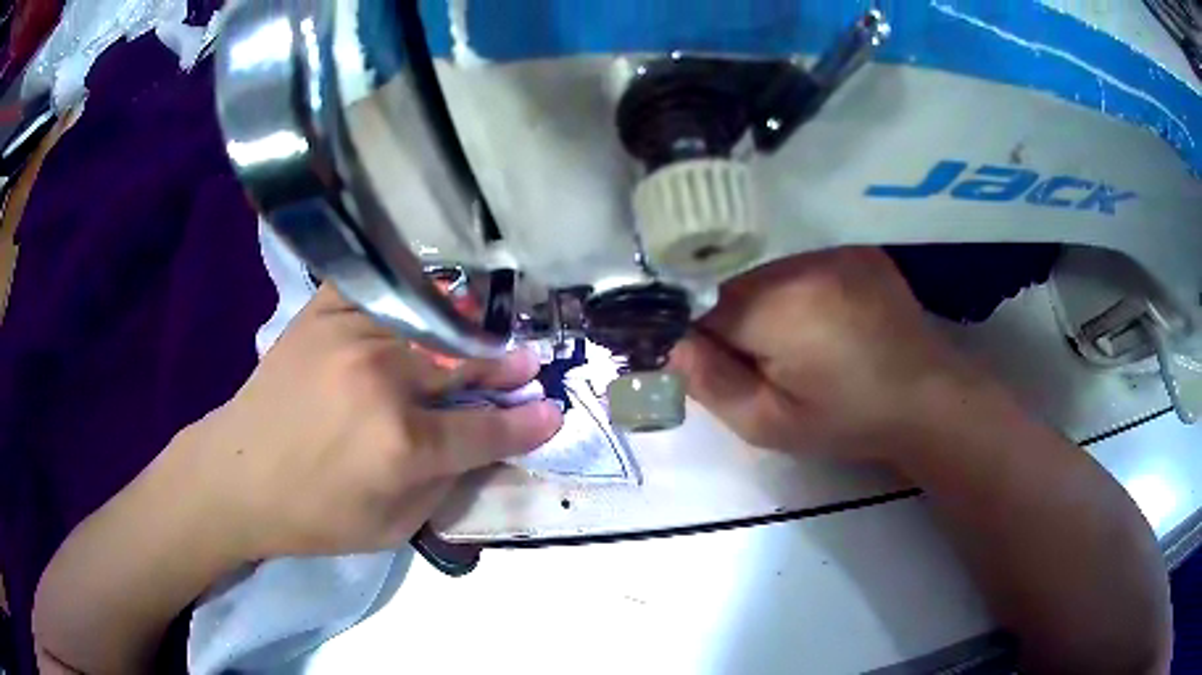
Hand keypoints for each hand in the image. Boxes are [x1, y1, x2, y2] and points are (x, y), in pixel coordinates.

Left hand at [168, 285, 562, 562]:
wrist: (237, 476)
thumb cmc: (314, 515)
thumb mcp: (390, 529)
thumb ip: (443, 487)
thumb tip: (480, 449)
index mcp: (401, 445)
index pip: (483, 430)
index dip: (526, 424)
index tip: (553, 412)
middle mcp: (382, 381)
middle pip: (462, 366)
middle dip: (505, 367)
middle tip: (528, 362)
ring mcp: (349, 337)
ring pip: (426, 323)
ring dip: (464, 330)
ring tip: (484, 330)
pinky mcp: (321, 316)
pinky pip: (375, 289)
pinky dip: (404, 292)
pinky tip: (422, 299)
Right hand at [671, 248, 977, 459]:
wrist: (927, 398)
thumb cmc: (849, 421)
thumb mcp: (771, 425)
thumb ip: (712, 384)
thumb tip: (670, 344)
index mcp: (778, 309)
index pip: (701, 307)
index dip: (703, 338)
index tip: (721, 367)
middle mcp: (803, 264)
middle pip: (736, 287)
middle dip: (737, 323)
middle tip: (770, 365)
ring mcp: (835, 252)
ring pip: (769, 276)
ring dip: (770, 307)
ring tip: (804, 345)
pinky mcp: (857, 251)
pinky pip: (805, 268)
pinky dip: (801, 293)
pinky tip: (828, 324)